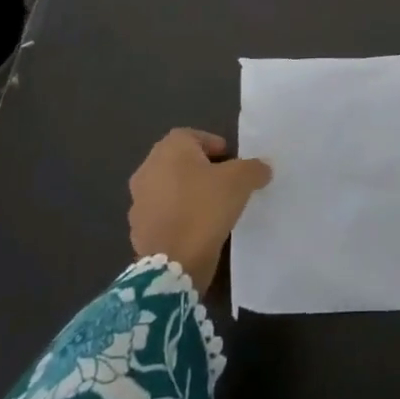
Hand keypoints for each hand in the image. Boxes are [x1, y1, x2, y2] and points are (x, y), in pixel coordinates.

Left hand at [128, 128, 271, 289]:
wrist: (174, 263)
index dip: (213, 144)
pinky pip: (163, 214)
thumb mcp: (241, 181)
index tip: (231, 161)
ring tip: (212, 207)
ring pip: (169, 189)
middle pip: (178, 161)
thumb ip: (254, 168)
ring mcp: (138, 201)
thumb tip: (262, 168)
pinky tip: (197, 229)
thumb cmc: (205, 208)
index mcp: (169, 150)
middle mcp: (148, 169)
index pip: (192, 135)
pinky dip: (178, 217)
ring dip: (187, 193)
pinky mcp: (138, 229)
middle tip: (224, 182)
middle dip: (200, 169)